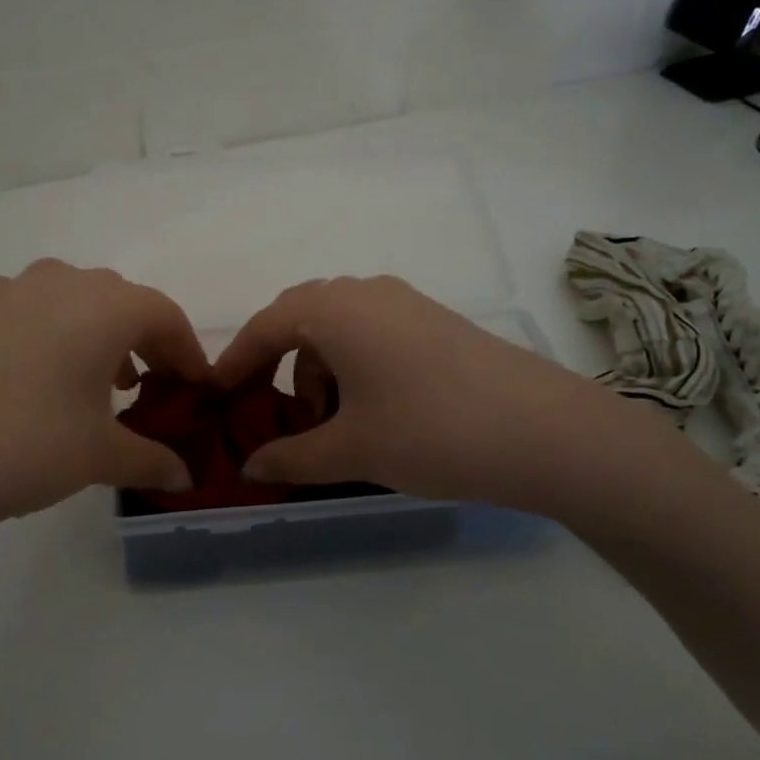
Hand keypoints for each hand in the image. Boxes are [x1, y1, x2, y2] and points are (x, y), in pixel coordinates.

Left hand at [0, 260, 208, 568]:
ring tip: (89, 386)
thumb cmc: (23, 447)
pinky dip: (43, 337)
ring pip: (66, 301)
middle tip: (144, 387)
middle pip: (117, 300)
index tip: (195, 387)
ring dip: (90, 335)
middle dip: (140, 340)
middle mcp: (55, 281)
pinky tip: (27, 384)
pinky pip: (21, 312)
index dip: (188, 350)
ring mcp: (0, 291)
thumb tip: (184, 478)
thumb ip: (151, 460)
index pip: (164, 314)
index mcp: (101, 305)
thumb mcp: (98, 458)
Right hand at [214, 276, 708, 522]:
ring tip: (329, 424)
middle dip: (277, 365)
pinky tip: (372, 411)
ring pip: (340, 328)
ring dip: (319, 369)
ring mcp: (407, 303)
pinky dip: (355, 366)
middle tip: (270, 413)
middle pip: (301, 320)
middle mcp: (366, 292)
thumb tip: (250, 468)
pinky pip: (375, 333)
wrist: (546, 432)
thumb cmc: (430, 432)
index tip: (214, 395)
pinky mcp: (437, 321)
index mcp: (334, 308)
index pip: (265, 327)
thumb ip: (292, 456)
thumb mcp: (352, 450)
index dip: (235, 363)